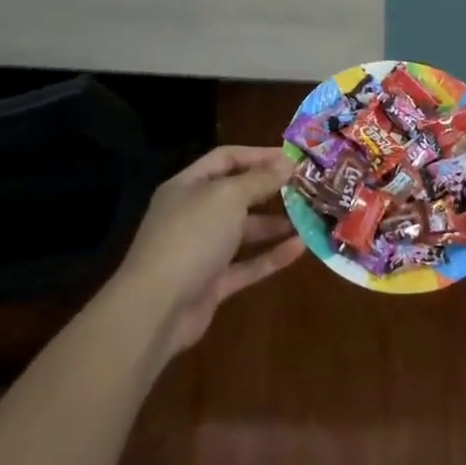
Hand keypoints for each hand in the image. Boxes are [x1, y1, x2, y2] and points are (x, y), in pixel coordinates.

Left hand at [118, 146, 305, 359]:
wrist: (156, 308)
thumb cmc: (191, 237)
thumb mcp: (228, 197)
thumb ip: (259, 180)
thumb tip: (287, 162)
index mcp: (188, 186)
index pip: (226, 159)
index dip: (258, 155)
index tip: (292, 158)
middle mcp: (193, 214)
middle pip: (236, 195)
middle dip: (269, 190)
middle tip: (305, 187)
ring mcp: (202, 251)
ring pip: (243, 231)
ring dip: (275, 224)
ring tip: (309, 217)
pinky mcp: (212, 284)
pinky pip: (247, 264)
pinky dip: (271, 256)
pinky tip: (300, 248)